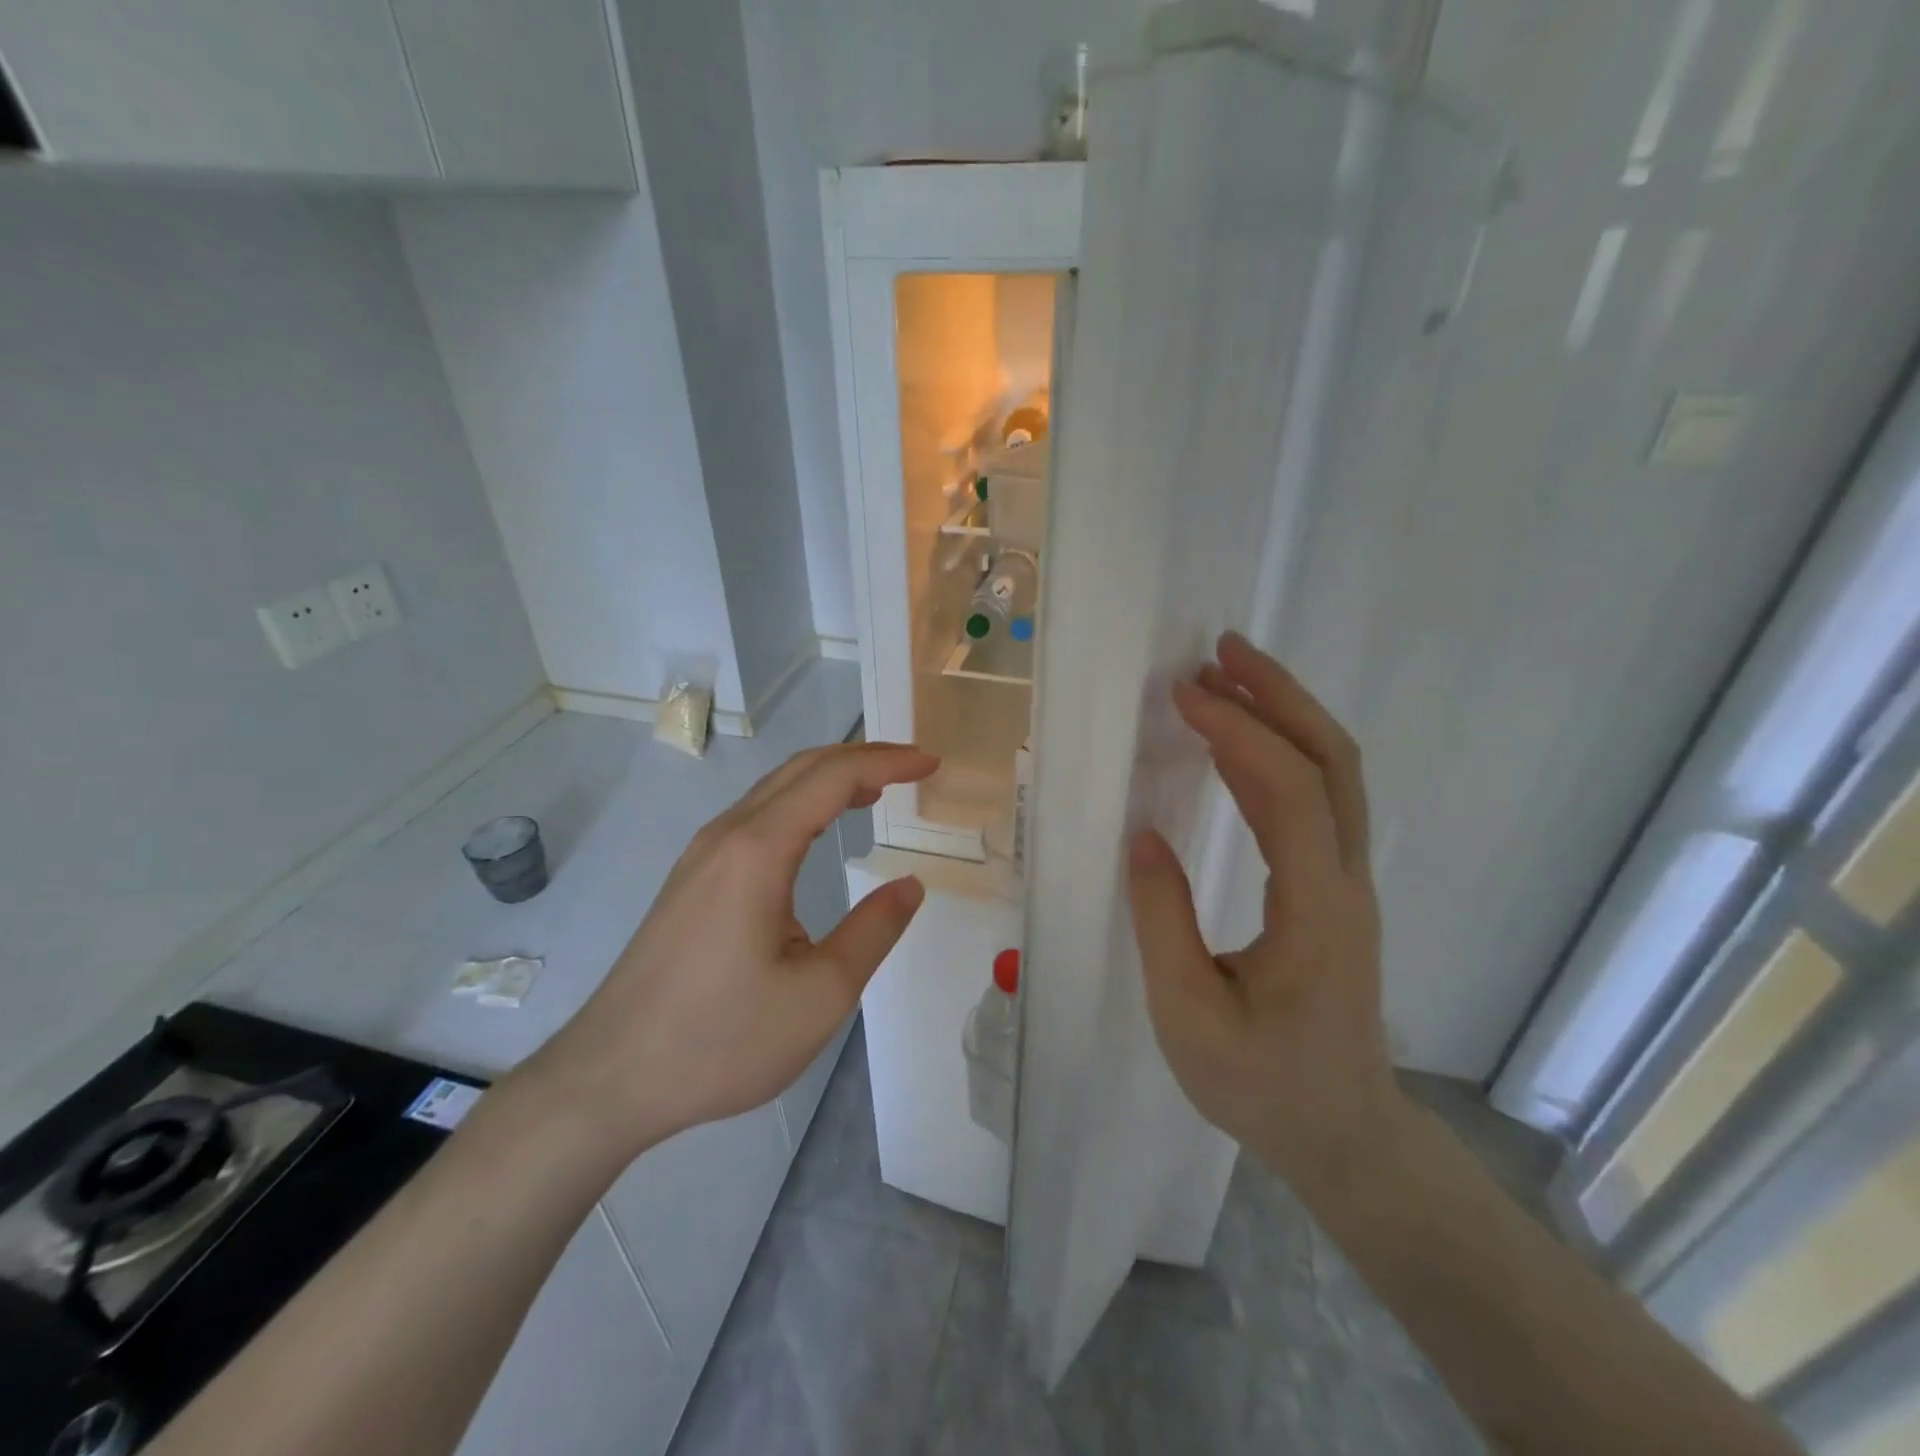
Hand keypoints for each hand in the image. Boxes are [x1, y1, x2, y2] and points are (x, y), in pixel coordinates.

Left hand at [520, 742, 935, 1161]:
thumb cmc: (721, 1039)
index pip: (834, 777)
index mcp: (759, 850)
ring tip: (876, 789)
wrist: (611, 1077)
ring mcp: (702, 854)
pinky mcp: (691, 878)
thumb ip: (873, 930)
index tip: (931, 764)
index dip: (888, 762)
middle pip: (802, 768)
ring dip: (829, 778)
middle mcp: (727, 835)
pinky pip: (756, 815)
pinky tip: (817, 829)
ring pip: (775, 788)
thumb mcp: (820, 994)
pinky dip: (800, 803)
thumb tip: (910, 885)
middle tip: (912, 767)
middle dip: (862, 757)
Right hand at [1126, 631, 1403, 1189]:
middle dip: (1279, 696)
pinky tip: (1237, 742)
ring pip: (1335, 774)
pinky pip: (1318, 800)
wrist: (1344, 1132)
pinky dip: (1279, 753)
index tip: (1184, 696)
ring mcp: (1350, 882)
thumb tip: (1141, 834)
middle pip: (1334, 762)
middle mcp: (1347, 882)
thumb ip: (1162, 921)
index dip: (1240, 733)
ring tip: (1223, 677)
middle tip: (1219, 652)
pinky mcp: (1337, 887)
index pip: (1292, 794)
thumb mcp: (1189, 1016)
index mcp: (1317, 912)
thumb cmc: (1262, 1086)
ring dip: (1283, 715)